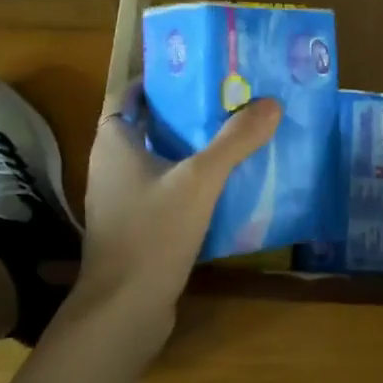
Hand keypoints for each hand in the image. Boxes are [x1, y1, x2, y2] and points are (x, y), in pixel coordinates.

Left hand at [75, 83, 281, 349]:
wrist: (123, 312)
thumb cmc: (152, 233)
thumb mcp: (200, 180)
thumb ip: (235, 141)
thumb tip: (271, 102)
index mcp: (114, 143)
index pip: (129, 94)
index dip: (158, 79)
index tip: (196, 70)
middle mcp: (111, 166)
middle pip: (148, 124)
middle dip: (184, 111)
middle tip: (228, 99)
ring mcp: (121, 200)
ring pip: (158, 159)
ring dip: (189, 147)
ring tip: (233, 135)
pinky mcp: (135, 227)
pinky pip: (164, 190)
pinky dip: (188, 181)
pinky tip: (224, 185)